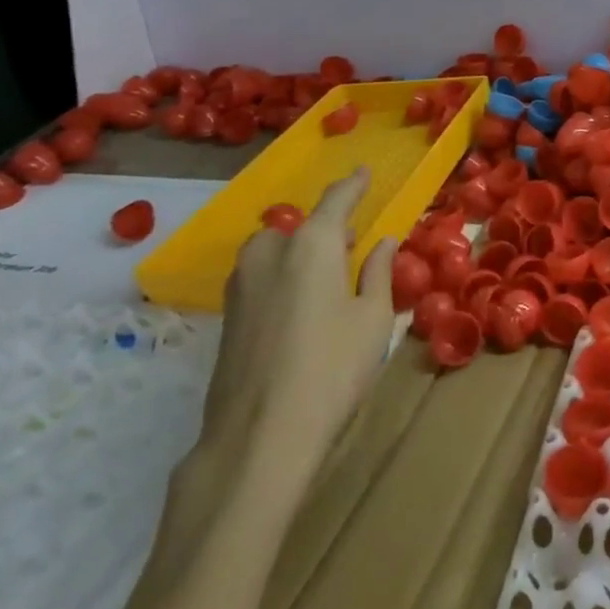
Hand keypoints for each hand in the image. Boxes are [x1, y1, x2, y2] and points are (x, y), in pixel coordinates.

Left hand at [191, 169, 397, 505]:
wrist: (259, 437)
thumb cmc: (333, 369)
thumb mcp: (373, 319)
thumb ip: (378, 272)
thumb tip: (382, 242)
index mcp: (312, 244)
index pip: (336, 200)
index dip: (353, 185)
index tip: (364, 171)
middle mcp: (270, 253)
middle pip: (299, 226)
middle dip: (324, 228)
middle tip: (351, 244)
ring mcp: (241, 285)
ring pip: (274, 250)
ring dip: (299, 252)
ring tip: (325, 275)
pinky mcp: (227, 317)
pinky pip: (260, 277)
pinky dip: (282, 276)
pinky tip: (300, 306)